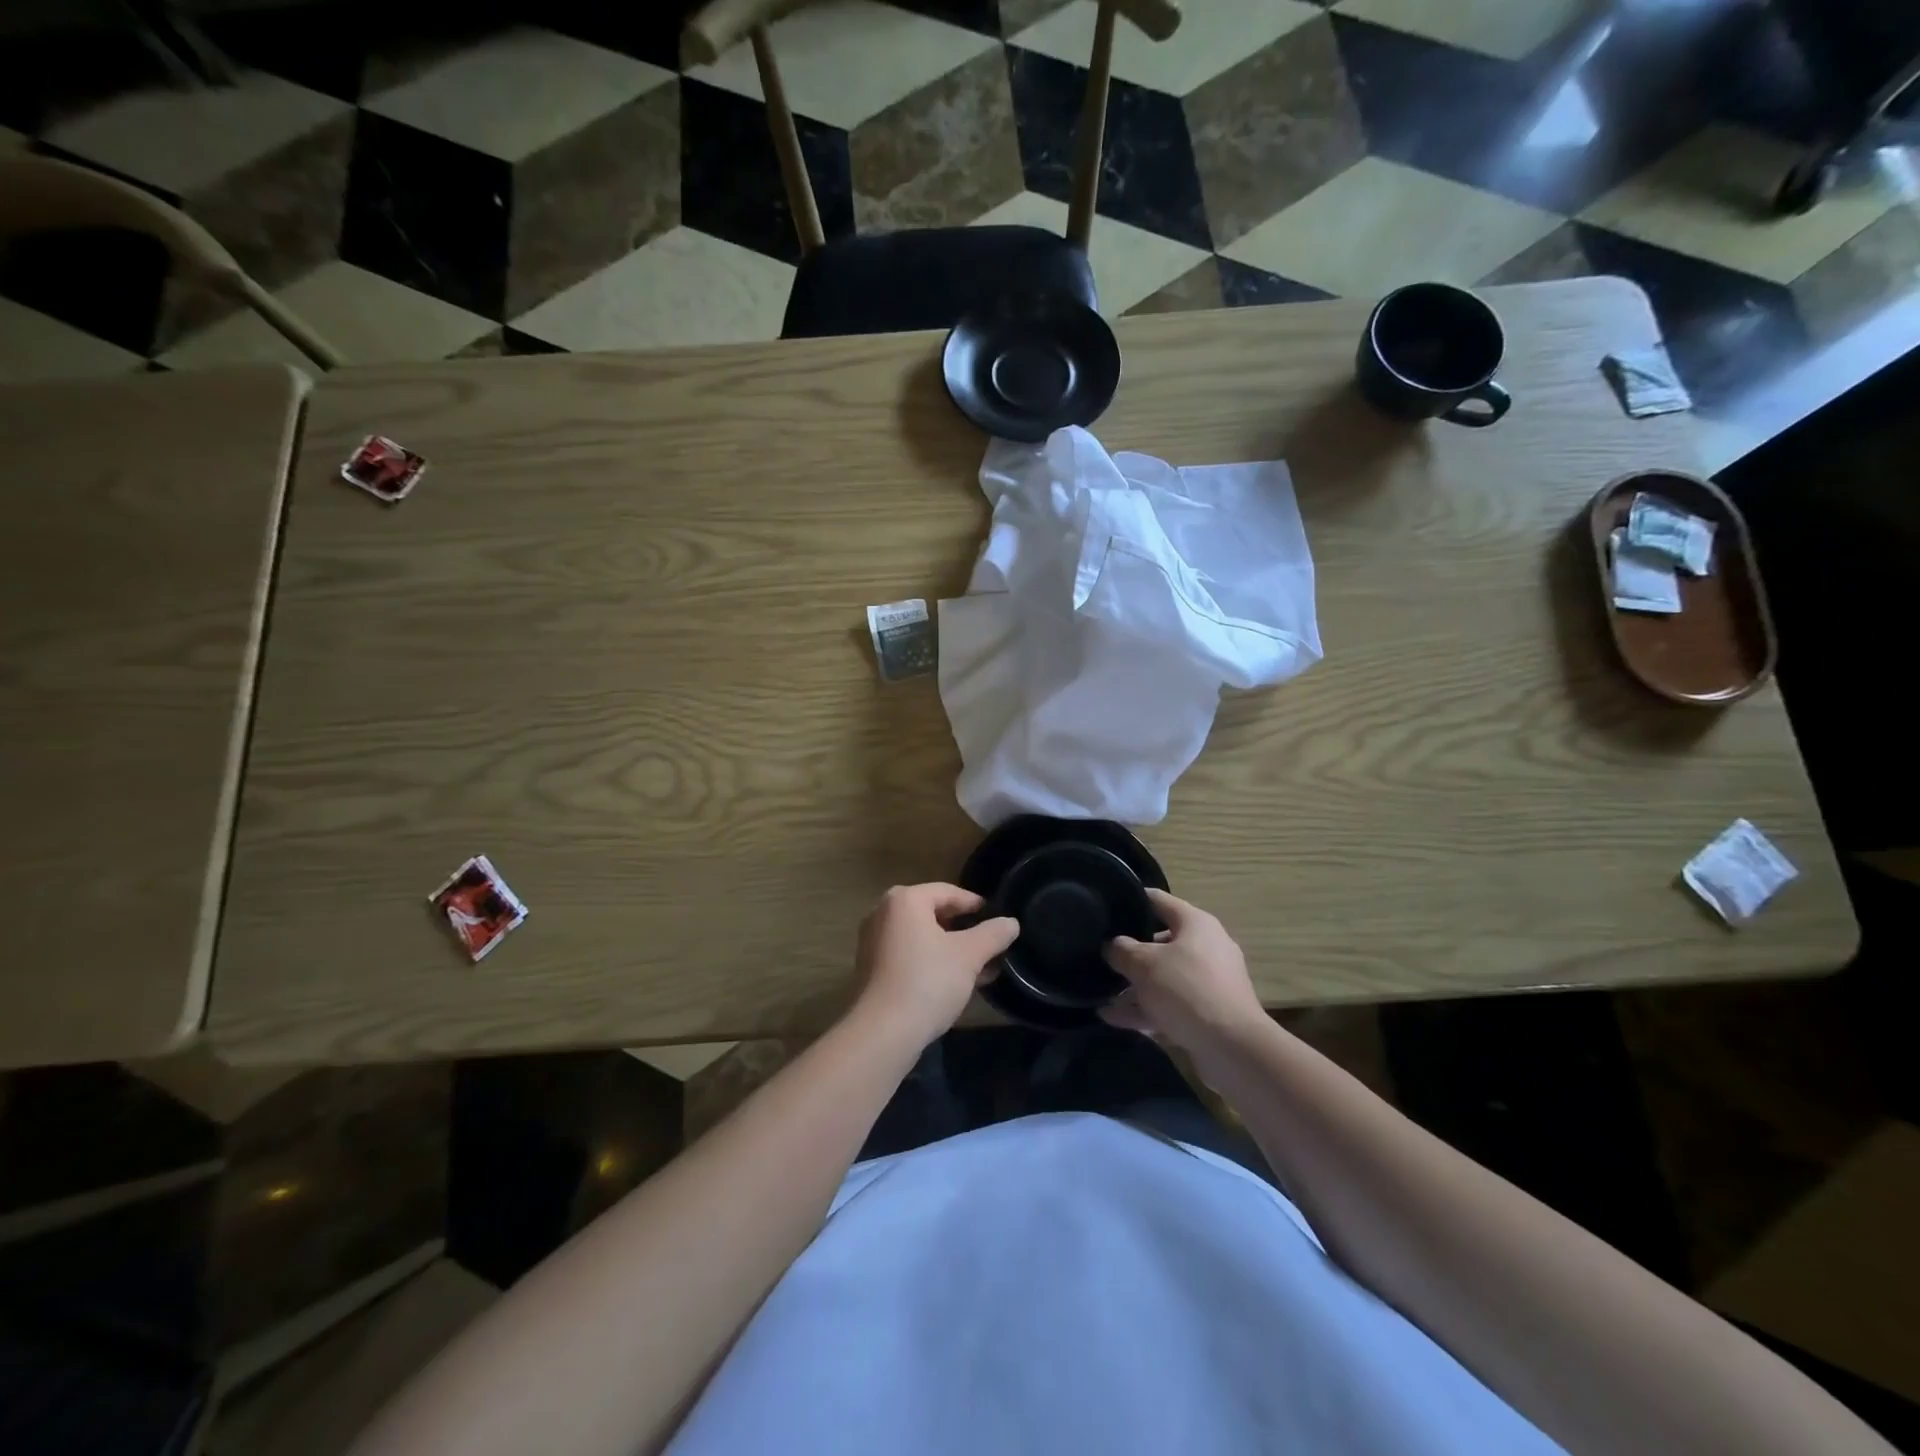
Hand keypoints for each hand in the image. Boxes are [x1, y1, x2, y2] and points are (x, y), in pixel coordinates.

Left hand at [854, 884, 1018, 1048]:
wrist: (883, 1032)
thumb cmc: (928, 981)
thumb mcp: (969, 955)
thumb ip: (993, 934)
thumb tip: (1011, 922)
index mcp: (905, 900)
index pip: (948, 892)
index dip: (975, 904)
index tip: (996, 918)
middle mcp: (883, 913)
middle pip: (933, 913)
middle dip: (964, 930)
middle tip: (990, 945)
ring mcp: (873, 942)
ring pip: (922, 937)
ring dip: (951, 949)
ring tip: (979, 968)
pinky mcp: (871, 969)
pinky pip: (908, 955)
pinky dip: (931, 962)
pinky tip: (954, 983)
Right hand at [1101, 890, 1263, 1051]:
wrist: (1233, 1048)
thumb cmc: (1186, 990)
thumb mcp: (1144, 964)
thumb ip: (1121, 950)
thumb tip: (1112, 945)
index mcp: (1196, 924)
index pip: (1158, 900)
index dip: (1131, 900)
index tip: (1105, 906)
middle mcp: (1205, 948)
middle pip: (1159, 942)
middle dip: (1129, 951)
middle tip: (1100, 955)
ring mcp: (1208, 982)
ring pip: (1162, 977)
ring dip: (1133, 986)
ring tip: (1100, 992)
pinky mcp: (1206, 1013)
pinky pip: (1169, 1004)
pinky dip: (1144, 1009)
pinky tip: (1111, 1017)